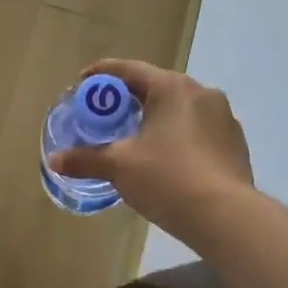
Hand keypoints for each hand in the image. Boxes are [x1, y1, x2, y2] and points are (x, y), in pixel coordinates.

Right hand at [46, 59, 252, 237]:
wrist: (225, 216)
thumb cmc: (167, 178)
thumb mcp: (119, 167)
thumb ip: (85, 159)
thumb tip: (53, 161)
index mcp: (172, 88)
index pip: (130, 70)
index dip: (102, 75)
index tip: (82, 83)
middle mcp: (202, 93)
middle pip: (156, 87)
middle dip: (128, 99)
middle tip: (105, 114)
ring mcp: (223, 118)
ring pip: (179, 109)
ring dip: (155, 117)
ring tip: (134, 138)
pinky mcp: (234, 144)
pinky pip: (197, 130)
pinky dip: (177, 136)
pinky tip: (165, 159)